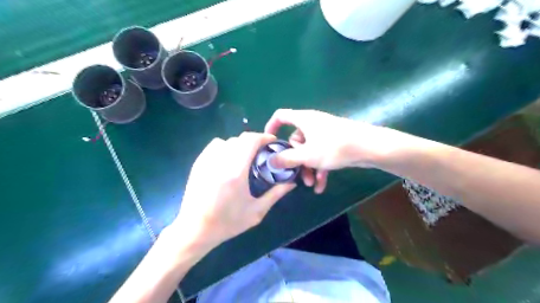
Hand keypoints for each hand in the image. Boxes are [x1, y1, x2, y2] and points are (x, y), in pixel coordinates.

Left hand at [171, 134, 293, 253]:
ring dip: (239, 144)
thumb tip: (292, 182)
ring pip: (227, 141)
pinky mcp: (198, 163)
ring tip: (245, 157)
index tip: (272, 142)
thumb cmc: (227, 223)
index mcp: (236, 172)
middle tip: (262, 152)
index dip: (264, 137)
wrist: (195, 229)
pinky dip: (225, 147)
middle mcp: (220, 161)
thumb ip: (276, 194)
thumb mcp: (256, 211)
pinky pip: (215, 146)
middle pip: (240, 139)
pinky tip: (228, 161)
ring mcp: (206, 161)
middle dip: (254, 141)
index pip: (250, 141)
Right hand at [266, 110, 392, 192]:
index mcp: (303, 120)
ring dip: (308, 167)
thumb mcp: (307, 155)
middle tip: (296, 175)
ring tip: (310, 184)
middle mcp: (312, 124)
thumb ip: (286, 159)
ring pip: (309, 150)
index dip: (271, 126)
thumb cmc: (334, 147)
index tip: (269, 142)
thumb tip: (270, 162)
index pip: (281, 116)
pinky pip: (321, 154)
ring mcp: (324, 133)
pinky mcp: (334, 142)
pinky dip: (319, 168)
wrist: (369, 147)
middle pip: (295, 140)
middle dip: (295, 159)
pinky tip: (321, 185)